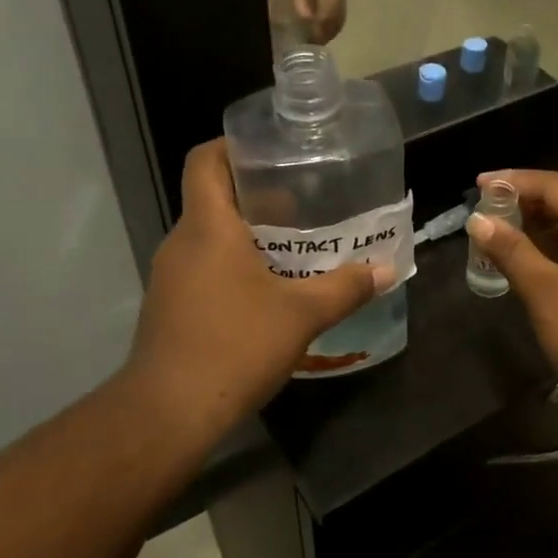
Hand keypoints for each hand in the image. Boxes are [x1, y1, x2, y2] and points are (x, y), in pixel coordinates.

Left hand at [120, 140, 391, 445]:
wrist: (170, 411)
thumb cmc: (236, 344)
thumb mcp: (302, 314)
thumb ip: (346, 287)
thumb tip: (386, 270)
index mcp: (207, 226)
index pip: (205, 160)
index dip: (233, 146)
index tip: (273, 152)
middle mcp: (182, 242)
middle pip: (214, 198)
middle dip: (259, 197)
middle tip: (306, 205)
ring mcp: (171, 276)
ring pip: (212, 238)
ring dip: (250, 236)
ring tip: (297, 247)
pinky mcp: (172, 306)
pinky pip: (206, 269)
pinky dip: (236, 267)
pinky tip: (271, 291)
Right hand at [465, 170, 557, 399]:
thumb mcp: (544, 289)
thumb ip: (511, 250)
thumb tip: (479, 221)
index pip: (555, 185)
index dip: (514, 182)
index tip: (478, 184)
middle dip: (526, 201)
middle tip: (486, 206)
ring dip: (539, 225)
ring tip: (500, 228)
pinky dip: (555, 247)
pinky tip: (529, 257)